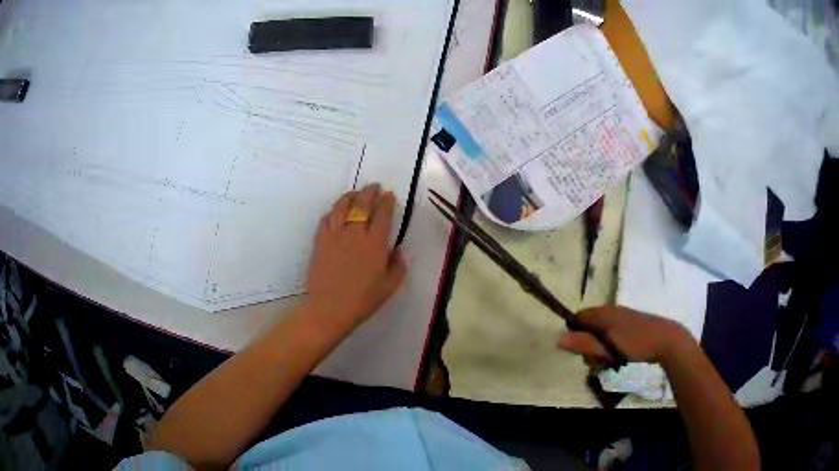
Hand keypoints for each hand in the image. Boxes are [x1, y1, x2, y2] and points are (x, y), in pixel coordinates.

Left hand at [304, 184, 407, 335]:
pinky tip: (335, 211)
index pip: (382, 214)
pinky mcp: (320, 241)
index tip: (389, 195)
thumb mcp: (389, 287)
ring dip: (350, 196)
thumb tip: (399, 249)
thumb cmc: (363, 300)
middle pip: (362, 204)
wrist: (329, 309)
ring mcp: (334, 235)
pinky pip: (326, 219)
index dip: (387, 202)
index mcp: (375, 244)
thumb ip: (398, 266)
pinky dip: (332, 211)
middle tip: (374, 186)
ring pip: (341, 206)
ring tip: (355, 193)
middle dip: (369, 192)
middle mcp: (355, 233)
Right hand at [558, 306, 692, 367]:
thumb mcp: (607, 347)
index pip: (577, 318)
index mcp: (603, 312)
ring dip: (600, 351)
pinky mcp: (629, 326)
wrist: (667, 340)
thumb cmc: (636, 343)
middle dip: (589, 347)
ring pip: (599, 335)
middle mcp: (610, 311)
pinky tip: (619, 358)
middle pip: (587, 329)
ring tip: (611, 362)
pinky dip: (610, 348)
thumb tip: (558, 339)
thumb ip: (584, 343)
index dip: (575, 335)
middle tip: (600, 360)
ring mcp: (621, 318)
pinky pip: (611, 336)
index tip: (583, 352)